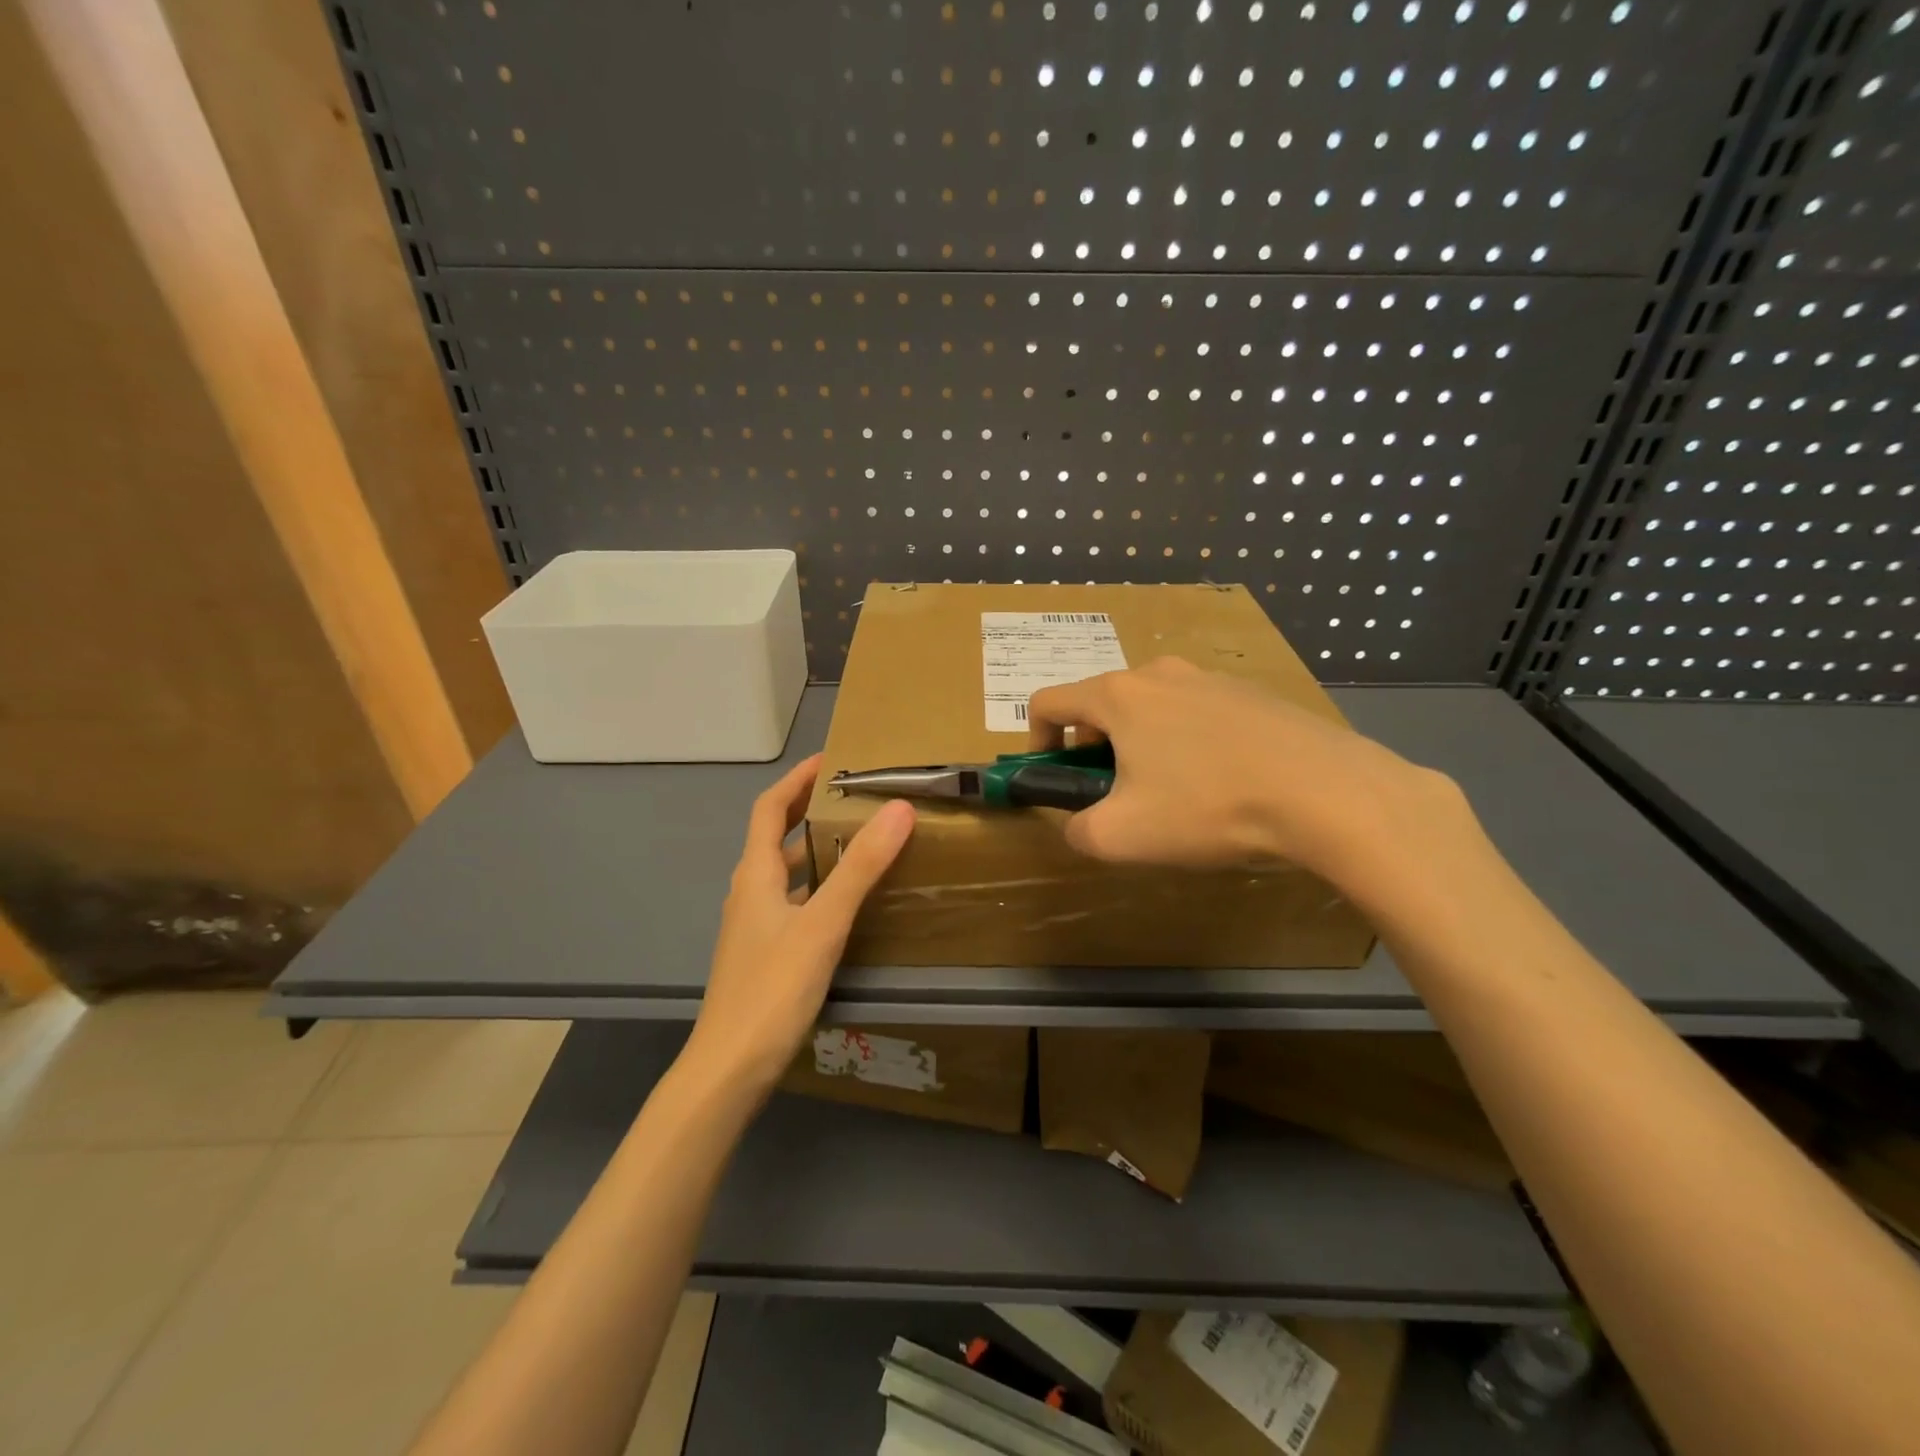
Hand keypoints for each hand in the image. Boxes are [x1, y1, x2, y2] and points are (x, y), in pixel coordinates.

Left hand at [681, 754, 914, 1094]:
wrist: (729, 1068)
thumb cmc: (772, 988)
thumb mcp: (822, 923)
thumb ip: (860, 868)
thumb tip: (898, 809)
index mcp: (755, 873)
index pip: (770, 808)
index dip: (797, 779)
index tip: (830, 759)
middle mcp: (749, 891)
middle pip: (775, 836)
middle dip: (808, 809)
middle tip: (852, 795)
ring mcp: (753, 925)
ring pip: (784, 871)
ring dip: (814, 847)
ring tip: (856, 839)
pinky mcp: (763, 952)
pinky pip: (791, 900)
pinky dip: (815, 884)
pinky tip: (842, 902)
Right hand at [1026, 657, 1464, 885]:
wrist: (1326, 792)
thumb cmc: (1208, 807)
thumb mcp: (1122, 837)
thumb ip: (1078, 830)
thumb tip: (1079, 823)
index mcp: (1118, 696)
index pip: (1048, 702)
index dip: (1036, 741)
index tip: (1055, 779)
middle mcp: (1159, 674)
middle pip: (1101, 705)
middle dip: (1093, 750)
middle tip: (1116, 796)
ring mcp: (1210, 678)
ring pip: (1151, 709)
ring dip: (1141, 746)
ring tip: (1173, 795)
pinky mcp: (1251, 693)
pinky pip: (1197, 714)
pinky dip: (1187, 743)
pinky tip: (1221, 784)